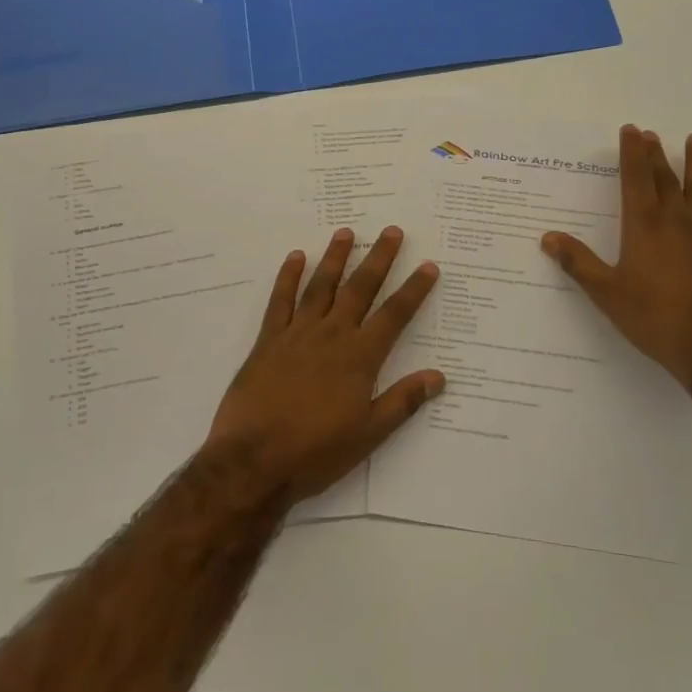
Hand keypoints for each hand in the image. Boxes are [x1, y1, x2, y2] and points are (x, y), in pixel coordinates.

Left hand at [203, 226, 443, 506]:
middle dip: (378, 259)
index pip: (394, 315)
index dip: (413, 290)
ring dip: (335, 258)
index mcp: (359, 357)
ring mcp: (297, 334)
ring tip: (347, 232)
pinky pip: (280, 301)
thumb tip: (438, 376)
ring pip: (321, 286)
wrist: (253, 461)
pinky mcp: (267, 340)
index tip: (428, 266)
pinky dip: (288, 277)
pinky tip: (295, 257)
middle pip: (360, 289)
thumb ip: (403, 401)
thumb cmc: (316, 452)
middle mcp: (331, 335)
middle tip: (392, 231)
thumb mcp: (369, 434)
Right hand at [541, 125, 691, 398]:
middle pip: (666, 179)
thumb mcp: (606, 293)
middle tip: (653, 134)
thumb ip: (579, 262)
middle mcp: (677, 221)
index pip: (635, 180)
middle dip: (657, 155)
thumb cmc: (654, 318)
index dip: (632, 154)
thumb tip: (548, 237)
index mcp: (643, 226)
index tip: (631, 130)